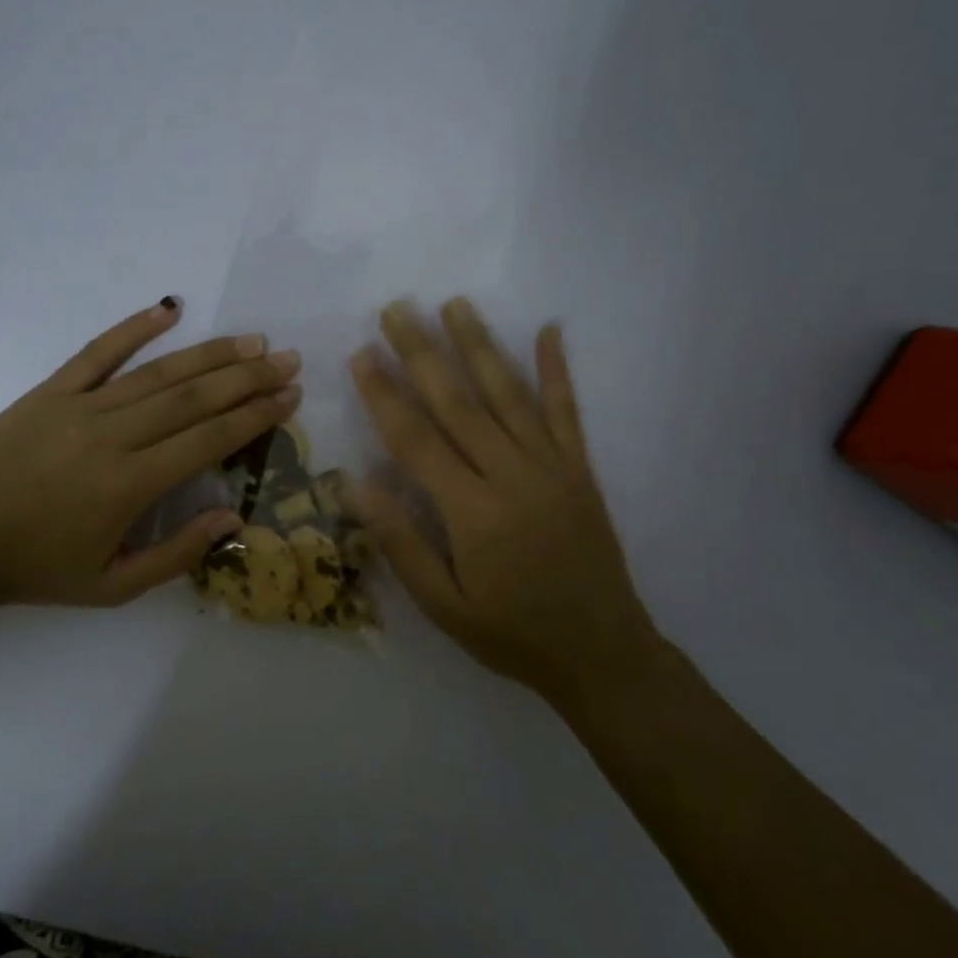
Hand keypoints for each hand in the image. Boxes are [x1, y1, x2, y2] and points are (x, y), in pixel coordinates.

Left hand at [0, 299, 300, 609]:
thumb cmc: (37, 569)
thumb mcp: (112, 586)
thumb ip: (176, 553)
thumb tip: (232, 518)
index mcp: (130, 486)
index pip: (208, 439)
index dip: (254, 416)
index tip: (289, 397)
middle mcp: (112, 436)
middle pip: (193, 398)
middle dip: (247, 378)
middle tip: (287, 359)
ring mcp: (78, 407)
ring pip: (158, 373)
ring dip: (210, 354)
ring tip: (252, 340)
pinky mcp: (49, 391)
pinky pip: (97, 352)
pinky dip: (134, 328)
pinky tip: (168, 310)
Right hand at [347, 298, 660, 710]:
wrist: (602, 652)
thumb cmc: (511, 632)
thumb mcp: (444, 605)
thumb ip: (401, 542)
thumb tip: (354, 484)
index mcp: (472, 511)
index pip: (416, 439)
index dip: (384, 394)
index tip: (361, 354)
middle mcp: (512, 474)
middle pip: (458, 402)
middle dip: (422, 352)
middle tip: (396, 308)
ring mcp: (552, 466)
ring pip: (508, 393)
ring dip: (480, 345)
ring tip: (454, 304)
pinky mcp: (580, 468)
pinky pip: (567, 410)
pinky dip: (558, 369)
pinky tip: (550, 330)